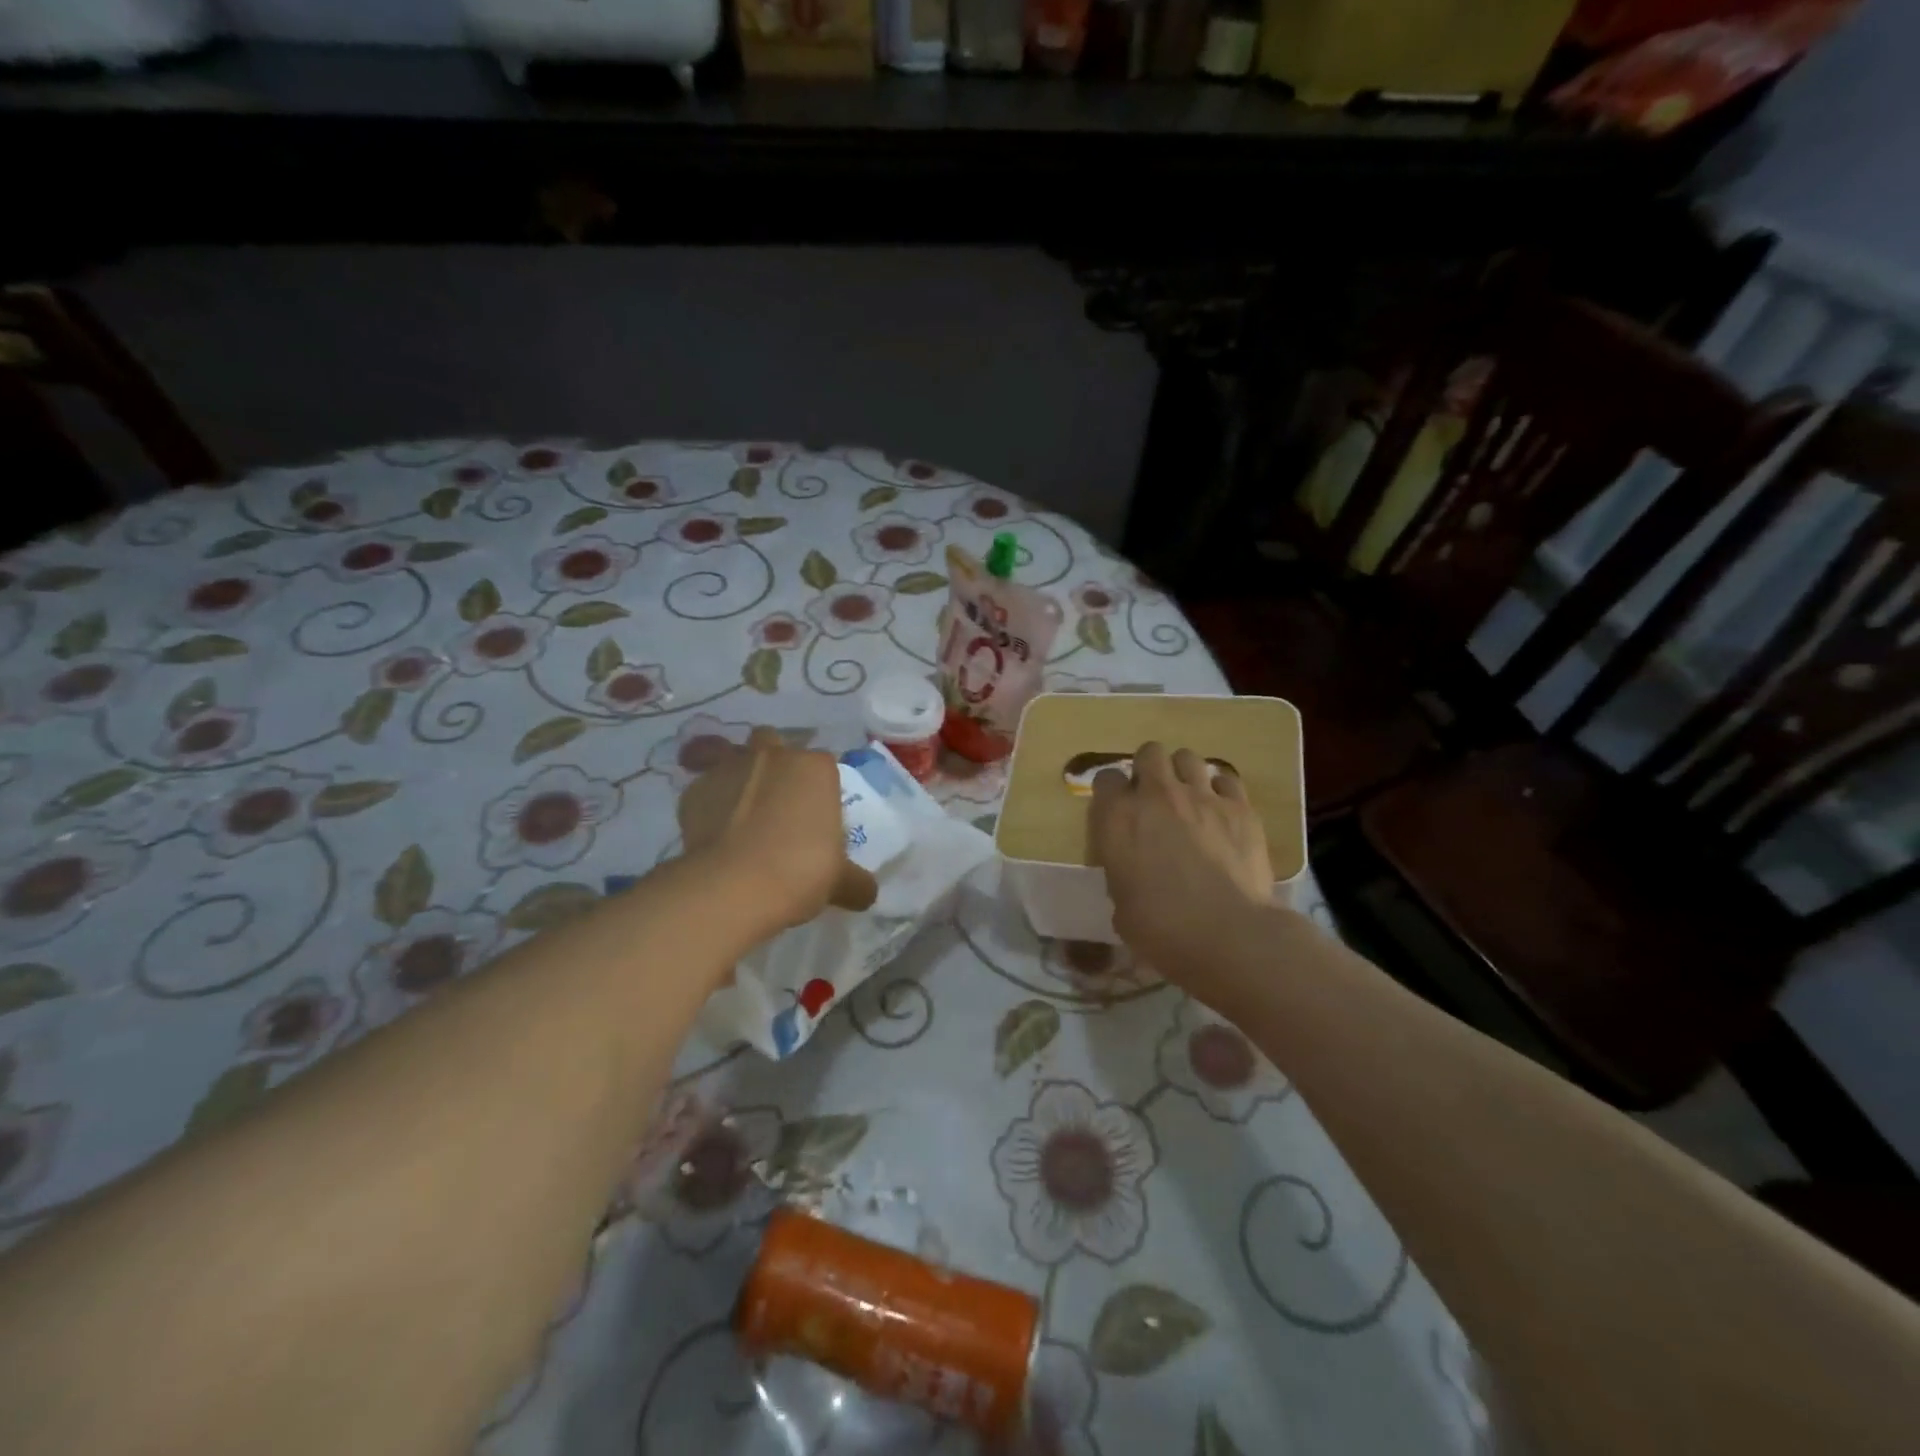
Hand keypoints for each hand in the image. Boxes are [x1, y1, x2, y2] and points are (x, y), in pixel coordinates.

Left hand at [676, 728, 875, 934]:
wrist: (734, 886)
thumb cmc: (799, 870)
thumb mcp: (839, 881)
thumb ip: (855, 882)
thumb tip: (867, 893)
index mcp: (815, 767)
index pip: (822, 764)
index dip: (818, 787)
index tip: (815, 815)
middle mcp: (773, 756)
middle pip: (773, 741)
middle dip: (774, 762)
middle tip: (777, 801)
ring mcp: (729, 768)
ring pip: (731, 755)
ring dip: (738, 774)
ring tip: (740, 810)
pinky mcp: (693, 791)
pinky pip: (704, 790)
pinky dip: (708, 804)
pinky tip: (713, 833)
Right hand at [1089, 741, 1273, 973]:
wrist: (1228, 934)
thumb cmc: (1161, 928)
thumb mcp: (1120, 904)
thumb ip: (1122, 872)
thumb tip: (1132, 872)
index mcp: (1118, 817)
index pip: (1106, 778)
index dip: (1112, 793)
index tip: (1117, 811)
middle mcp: (1156, 795)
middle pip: (1149, 753)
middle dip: (1149, 769)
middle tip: (1153, 797)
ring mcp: (1201, 796)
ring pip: (1188, 757)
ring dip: (1183, 773)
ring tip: (1188, 798)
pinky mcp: (1239, 808)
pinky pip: (1227, 780)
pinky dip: (1220, 790)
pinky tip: (1221, 811)